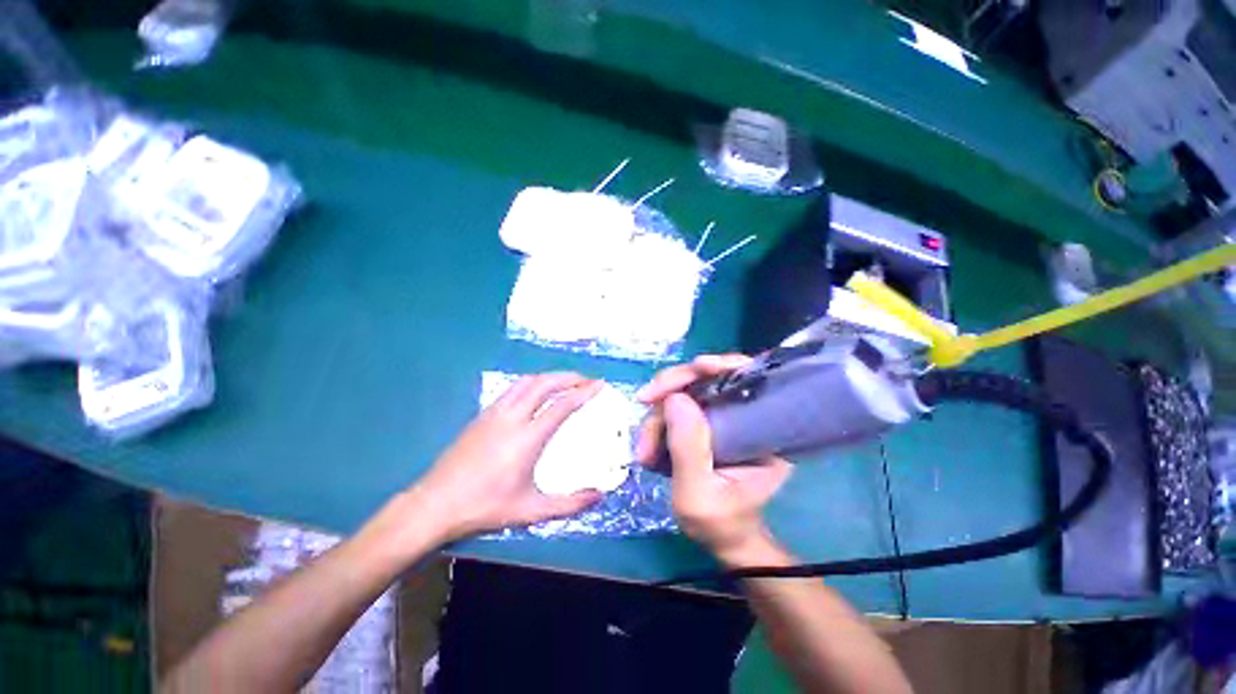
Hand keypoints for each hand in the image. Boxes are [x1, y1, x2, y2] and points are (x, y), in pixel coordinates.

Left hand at [409, 373, 604, 542]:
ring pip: (527, 381)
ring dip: (549, 377)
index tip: (599, 385)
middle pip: (544, 384)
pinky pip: (513, 389)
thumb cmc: (485, 507)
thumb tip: (599, 496)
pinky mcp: (482, 415)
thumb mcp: (531, 510)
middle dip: (569, 377)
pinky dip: (532, 383)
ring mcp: (494, 413)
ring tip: (565, 382)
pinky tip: (536, 394)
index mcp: (527, 438)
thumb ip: (569, 504)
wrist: (435, 504)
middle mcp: (512, 417)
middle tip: (586, 379)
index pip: (562, 405)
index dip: (583, 392)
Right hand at [635, 356, 791, 566]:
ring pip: (685, 392)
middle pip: (706, 378)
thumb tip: (674, 398)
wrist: (722, 536)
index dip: (717, 367)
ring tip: (645, 453)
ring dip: (657, 415)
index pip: (744, 379)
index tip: (692, 370)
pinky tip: (649, 447)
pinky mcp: (705, 421)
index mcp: (763, 429)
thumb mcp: (698, 495)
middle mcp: (745, 413)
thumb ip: (688, 449)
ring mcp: (722, 415)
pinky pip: (677, 407)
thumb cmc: (719, 522)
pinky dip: (658, 422)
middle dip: (669, 390)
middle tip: (644, 407)